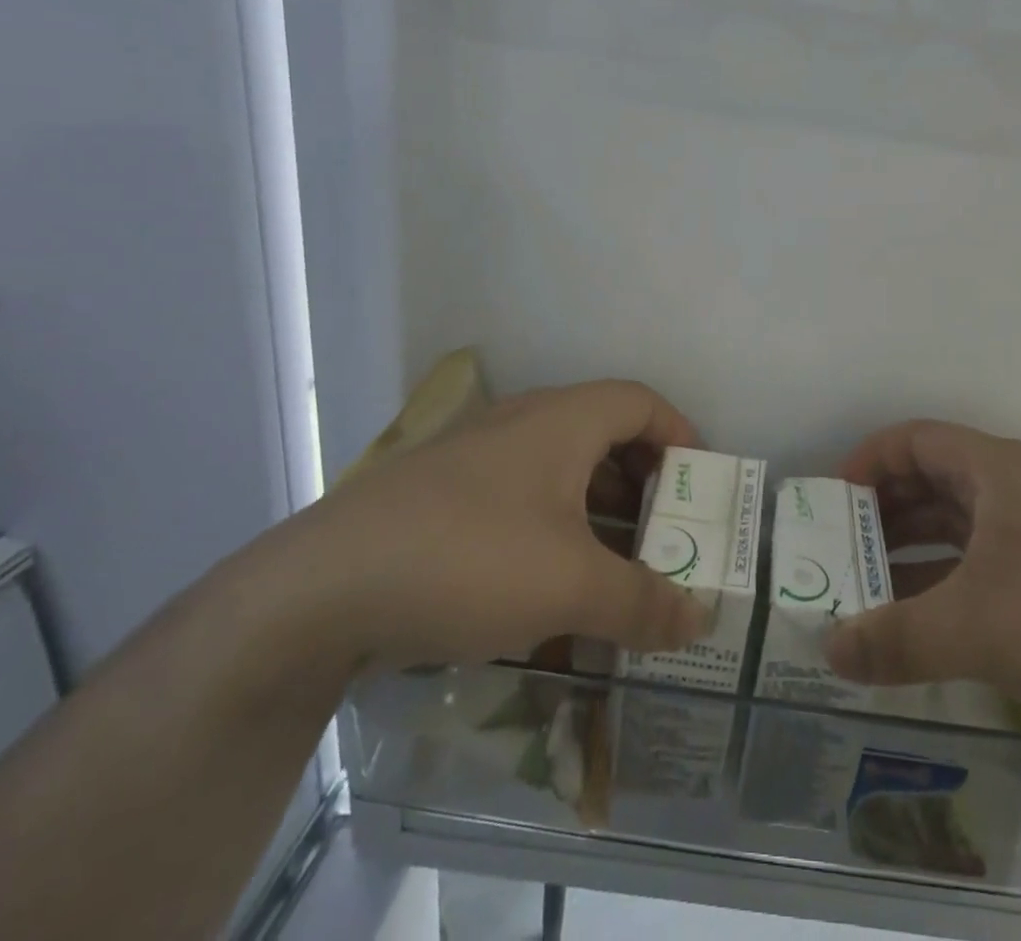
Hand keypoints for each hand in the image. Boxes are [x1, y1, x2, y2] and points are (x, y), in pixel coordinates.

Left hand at [280, 381, 711, 672]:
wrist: (320, 588)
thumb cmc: (470, 559)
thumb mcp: (570, 585)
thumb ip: (642, 602)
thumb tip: (699, 620)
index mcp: (562, 421)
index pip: (640, 401)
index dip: (679, 432)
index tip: (699, 480)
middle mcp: (521, 423)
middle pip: (602, 432)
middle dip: (641, 480)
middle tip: (664, 528)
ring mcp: (476, 456)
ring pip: (557, 468)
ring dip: (594, 509)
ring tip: (615, 564)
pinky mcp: (441, 494)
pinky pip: (518, 498)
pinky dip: (550, 529)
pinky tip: (546, 587)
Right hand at [826, 420, 1020, 748]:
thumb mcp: (977, 628)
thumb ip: (894, 638)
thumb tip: (826, 650)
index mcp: (996, 468)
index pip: (913, 439)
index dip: (865, 463)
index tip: (828, 505)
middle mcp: (1018, 487)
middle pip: (932, 480)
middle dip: (881, 513)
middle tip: (836, 554)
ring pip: (959, 525)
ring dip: (912, 552)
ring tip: (866, 592)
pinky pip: (986, 563)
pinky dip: (948, 582)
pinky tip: (924, 623)